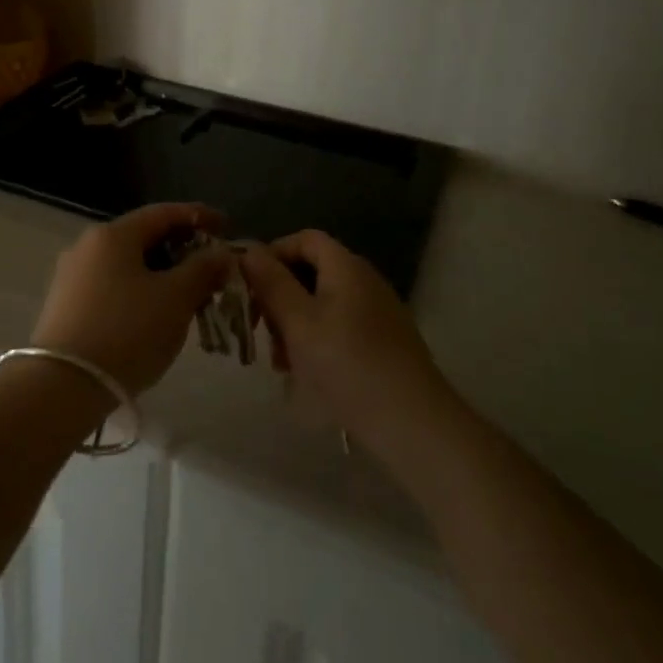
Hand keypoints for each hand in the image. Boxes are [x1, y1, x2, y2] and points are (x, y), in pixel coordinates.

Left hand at [32, 203, 233, 395]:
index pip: (163, 213)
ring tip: (190, 297)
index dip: (198, 216)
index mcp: (113, 235)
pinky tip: (156, 315)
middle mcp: (87, 246)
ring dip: (162, 274)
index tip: (227, 226)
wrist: (63, 386)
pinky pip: (113, 286)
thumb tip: (221, 253)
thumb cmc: (127, 332)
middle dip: (182, 250)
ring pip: (128, 264)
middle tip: (212, 269)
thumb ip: (203, 269)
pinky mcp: (66, 306)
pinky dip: (141, 291)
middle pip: (144, 237)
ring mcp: (72, 276)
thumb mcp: (176, 298)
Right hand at [240, 230, 450, 453]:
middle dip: (280, 296)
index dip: (273, 254)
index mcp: (346, 267)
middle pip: (312, 271)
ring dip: (294, 323)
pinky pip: (340, 326)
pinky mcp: (384, 342)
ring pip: (323, 303)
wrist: (414, 424)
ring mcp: (378, 312)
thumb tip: (248, 250)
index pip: (304, 238)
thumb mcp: (298, 322)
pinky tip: (307, 374)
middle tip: (261, 331)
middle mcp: (365, 281)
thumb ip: (271, 283)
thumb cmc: (348, 365)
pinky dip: (316, 340)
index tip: (249, 286)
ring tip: (281, 362)